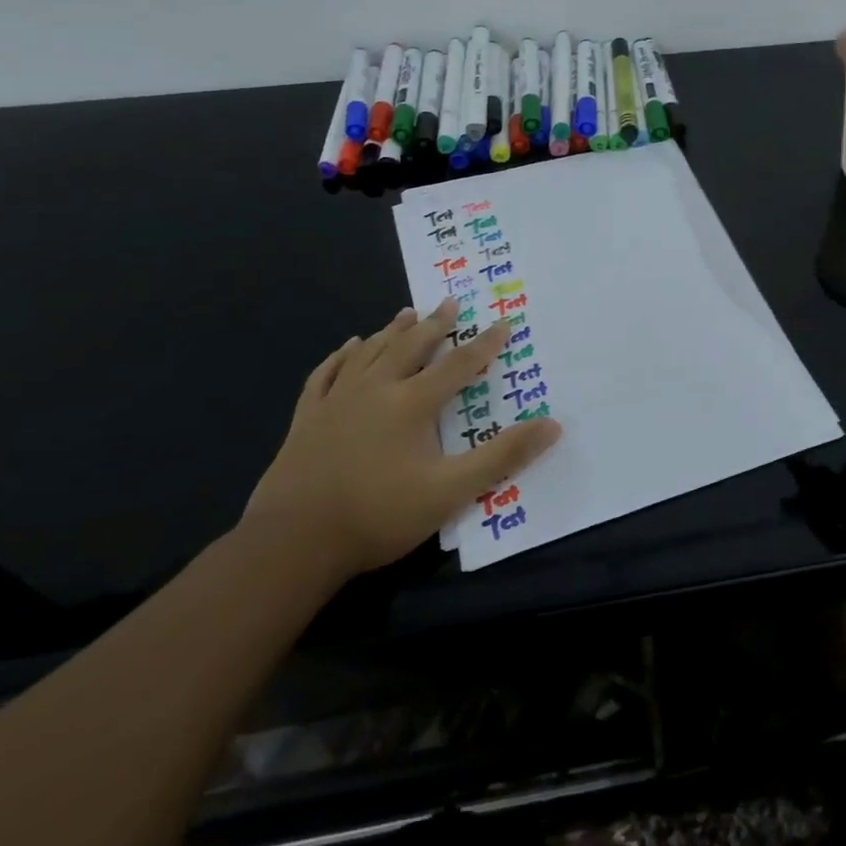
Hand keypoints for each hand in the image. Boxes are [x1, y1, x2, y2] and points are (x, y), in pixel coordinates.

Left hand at [243, 300, 561, 580]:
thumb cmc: (379, 515)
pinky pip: (326, 374)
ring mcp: (336, 401)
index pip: (458, 365)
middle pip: (411, 347)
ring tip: (406, 314)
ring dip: (392, 331)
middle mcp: (375, 390)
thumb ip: (503, 456)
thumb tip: (552, 425)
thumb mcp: (451, 491)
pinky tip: (348, 347)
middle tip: (449, 303)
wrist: (293, 542)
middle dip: (435, 324)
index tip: (503, 323)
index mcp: (412, 404)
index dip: (484, 344)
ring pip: (369, 353)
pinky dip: (341, 356)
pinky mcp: (307, 418)